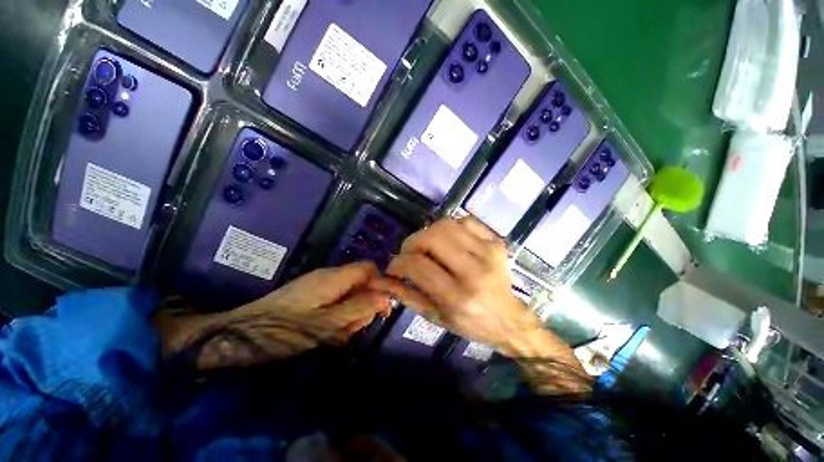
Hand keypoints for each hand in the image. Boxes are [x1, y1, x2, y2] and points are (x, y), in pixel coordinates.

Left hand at [159, 262, 391, 368]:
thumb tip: (386, 296)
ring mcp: (318, 284)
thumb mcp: (327, 324)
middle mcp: (329, 275)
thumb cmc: (284, 331)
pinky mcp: (311, 294)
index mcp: (334, 277)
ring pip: (349, 292)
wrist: (239, 334)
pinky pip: (335, 300)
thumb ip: (359, 308)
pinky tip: (328, 330)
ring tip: (337, 332)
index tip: (381, 308)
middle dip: (364, 303)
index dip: (380, 284)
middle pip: (361, 281)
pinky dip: (338, 314)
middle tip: (352, 327)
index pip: (369, 268)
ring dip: (351, 312)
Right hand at [369, 218, 537, 348]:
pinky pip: (465, 221)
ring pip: (446, 225)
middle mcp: (474, 271)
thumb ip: (406, 295)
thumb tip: (381, 278)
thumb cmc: (470, 323)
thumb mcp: (434, 316)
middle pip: (432, 238)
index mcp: (457, 296)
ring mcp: (488, 252)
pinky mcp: (496, 242)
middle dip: (411, 243)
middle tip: (409, 254)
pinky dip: (450, 227)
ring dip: (429, 233)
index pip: (417, 265)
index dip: (398, 262)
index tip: (393, 267)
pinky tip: (448, 241)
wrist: (509, 319)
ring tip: (427, 247)